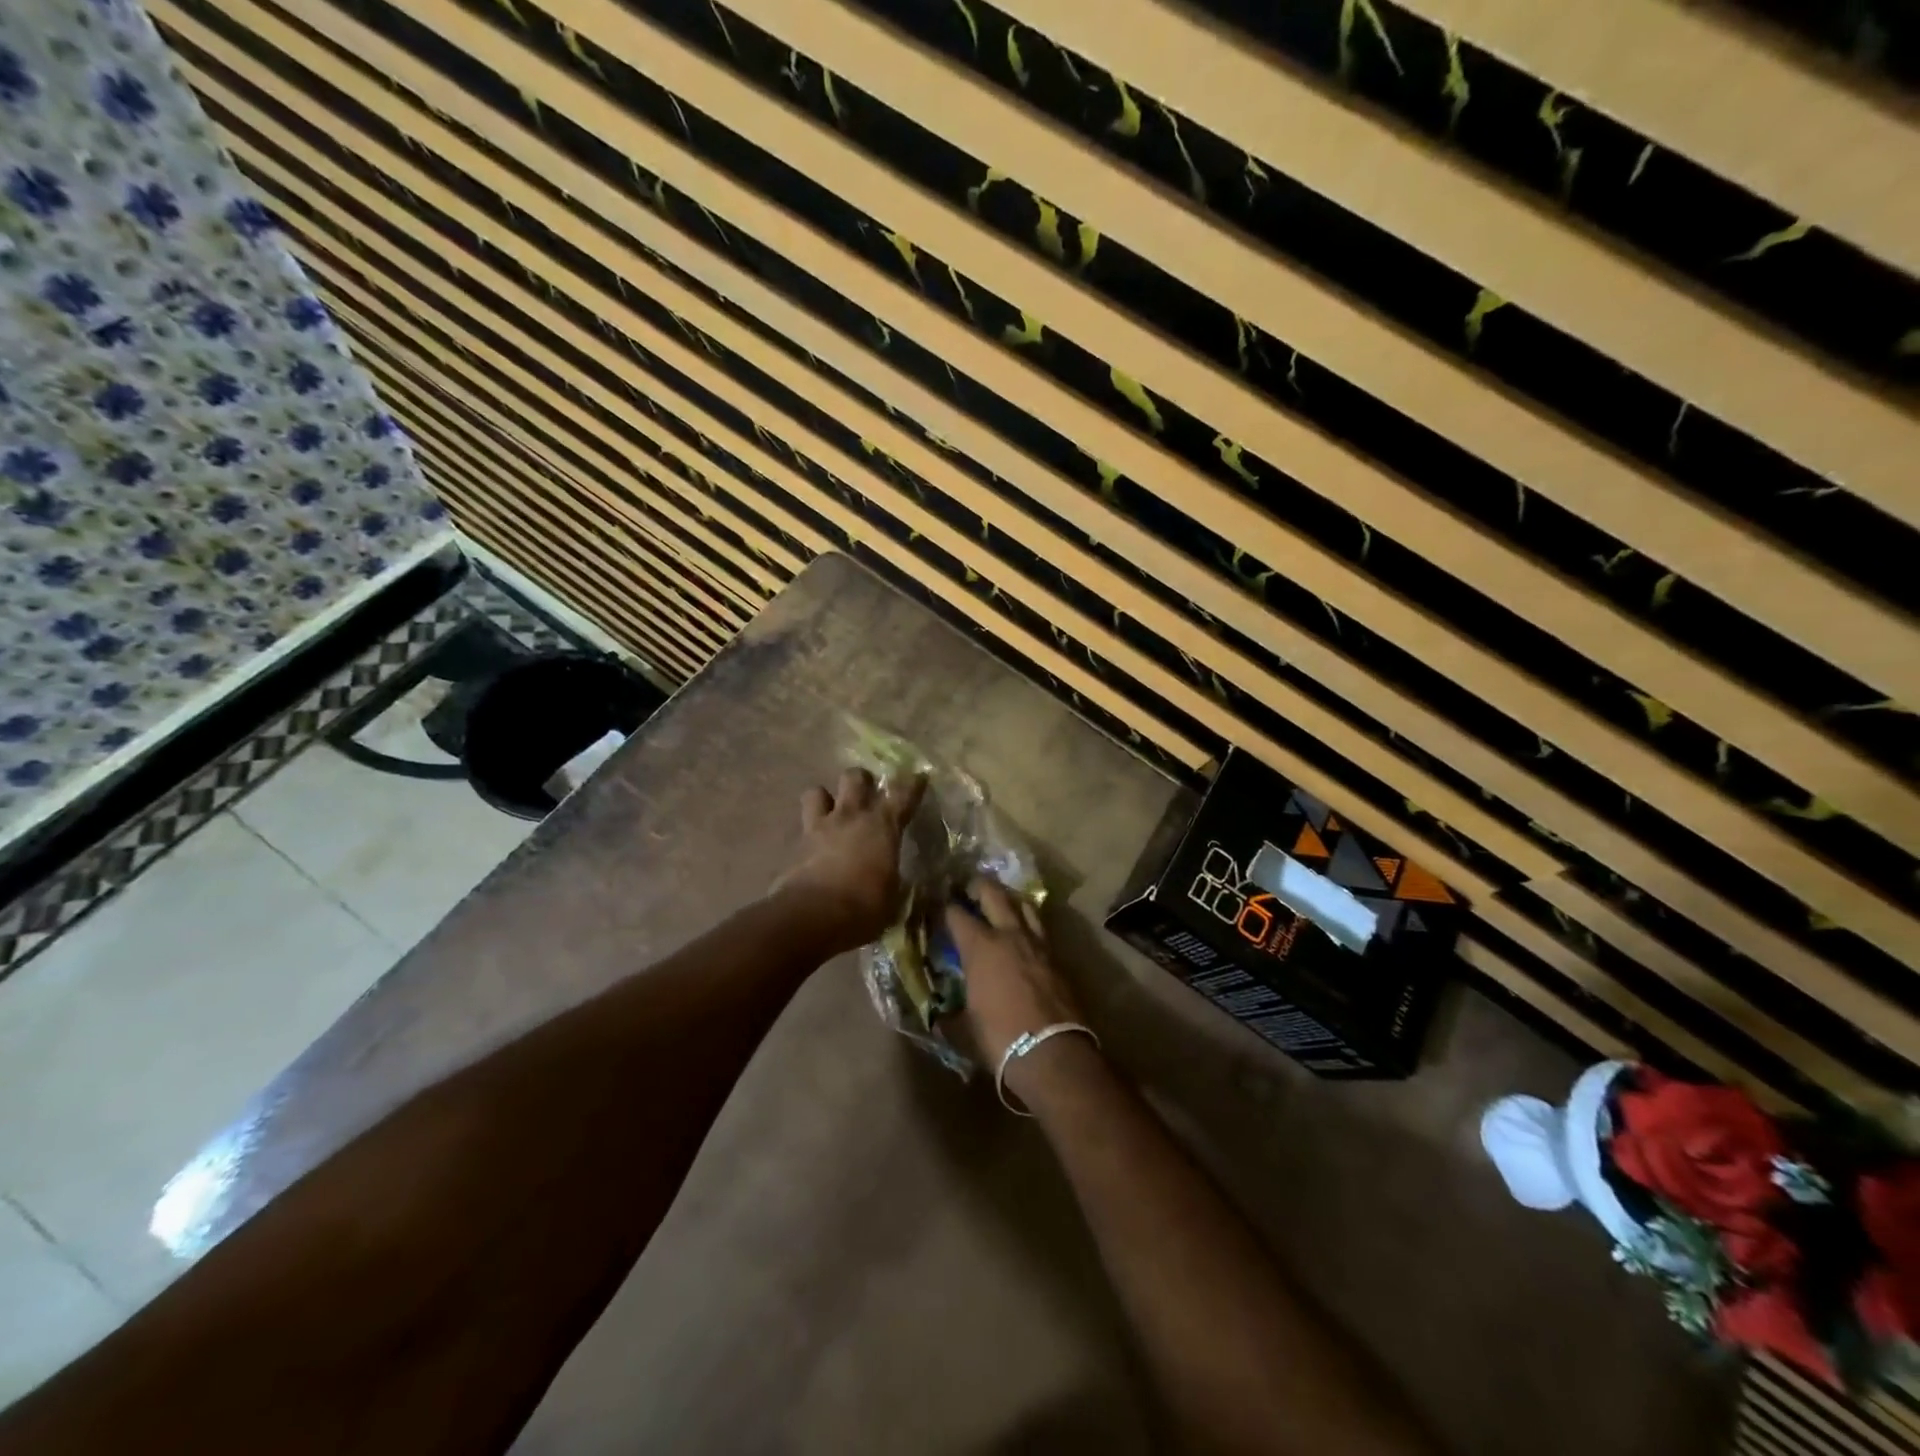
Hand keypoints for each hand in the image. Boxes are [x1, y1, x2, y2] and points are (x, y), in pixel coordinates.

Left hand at [775, 768, 924, 952]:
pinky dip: (808, 833)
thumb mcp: (891, 898)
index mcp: (882, 826)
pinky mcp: (796, 845)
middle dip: (861, 780)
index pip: (903, 795)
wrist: (813, 915)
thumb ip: (892, 881)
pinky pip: (802, 827)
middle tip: (865, 791)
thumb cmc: (864, 907)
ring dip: (824, 798)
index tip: (918, 777)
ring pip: (817, 792)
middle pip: (854, 778)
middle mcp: (851, 817)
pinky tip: (813, 846)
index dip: (912, 784)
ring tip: (830, 811)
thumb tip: (894, 882)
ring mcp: (820, 827)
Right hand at [945, 878, 1088, 1097]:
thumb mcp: (964, 1029)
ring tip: (1001, 904)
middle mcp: (1008, 935)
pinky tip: (1024, 936)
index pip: (957, 914)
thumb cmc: (999, 1039)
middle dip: (979, 886)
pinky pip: (1040, 929)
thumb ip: (950, 1016)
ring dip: (1010, 900)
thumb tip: (941, 1017)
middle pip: (994, 893)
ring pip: (1024, 905)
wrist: (1052, 1052)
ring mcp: (1037, 943)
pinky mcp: (1057, 958)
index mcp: (980, 947)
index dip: (945, 908)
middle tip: (969, 888)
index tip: (938, 906)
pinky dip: (1029, 925)